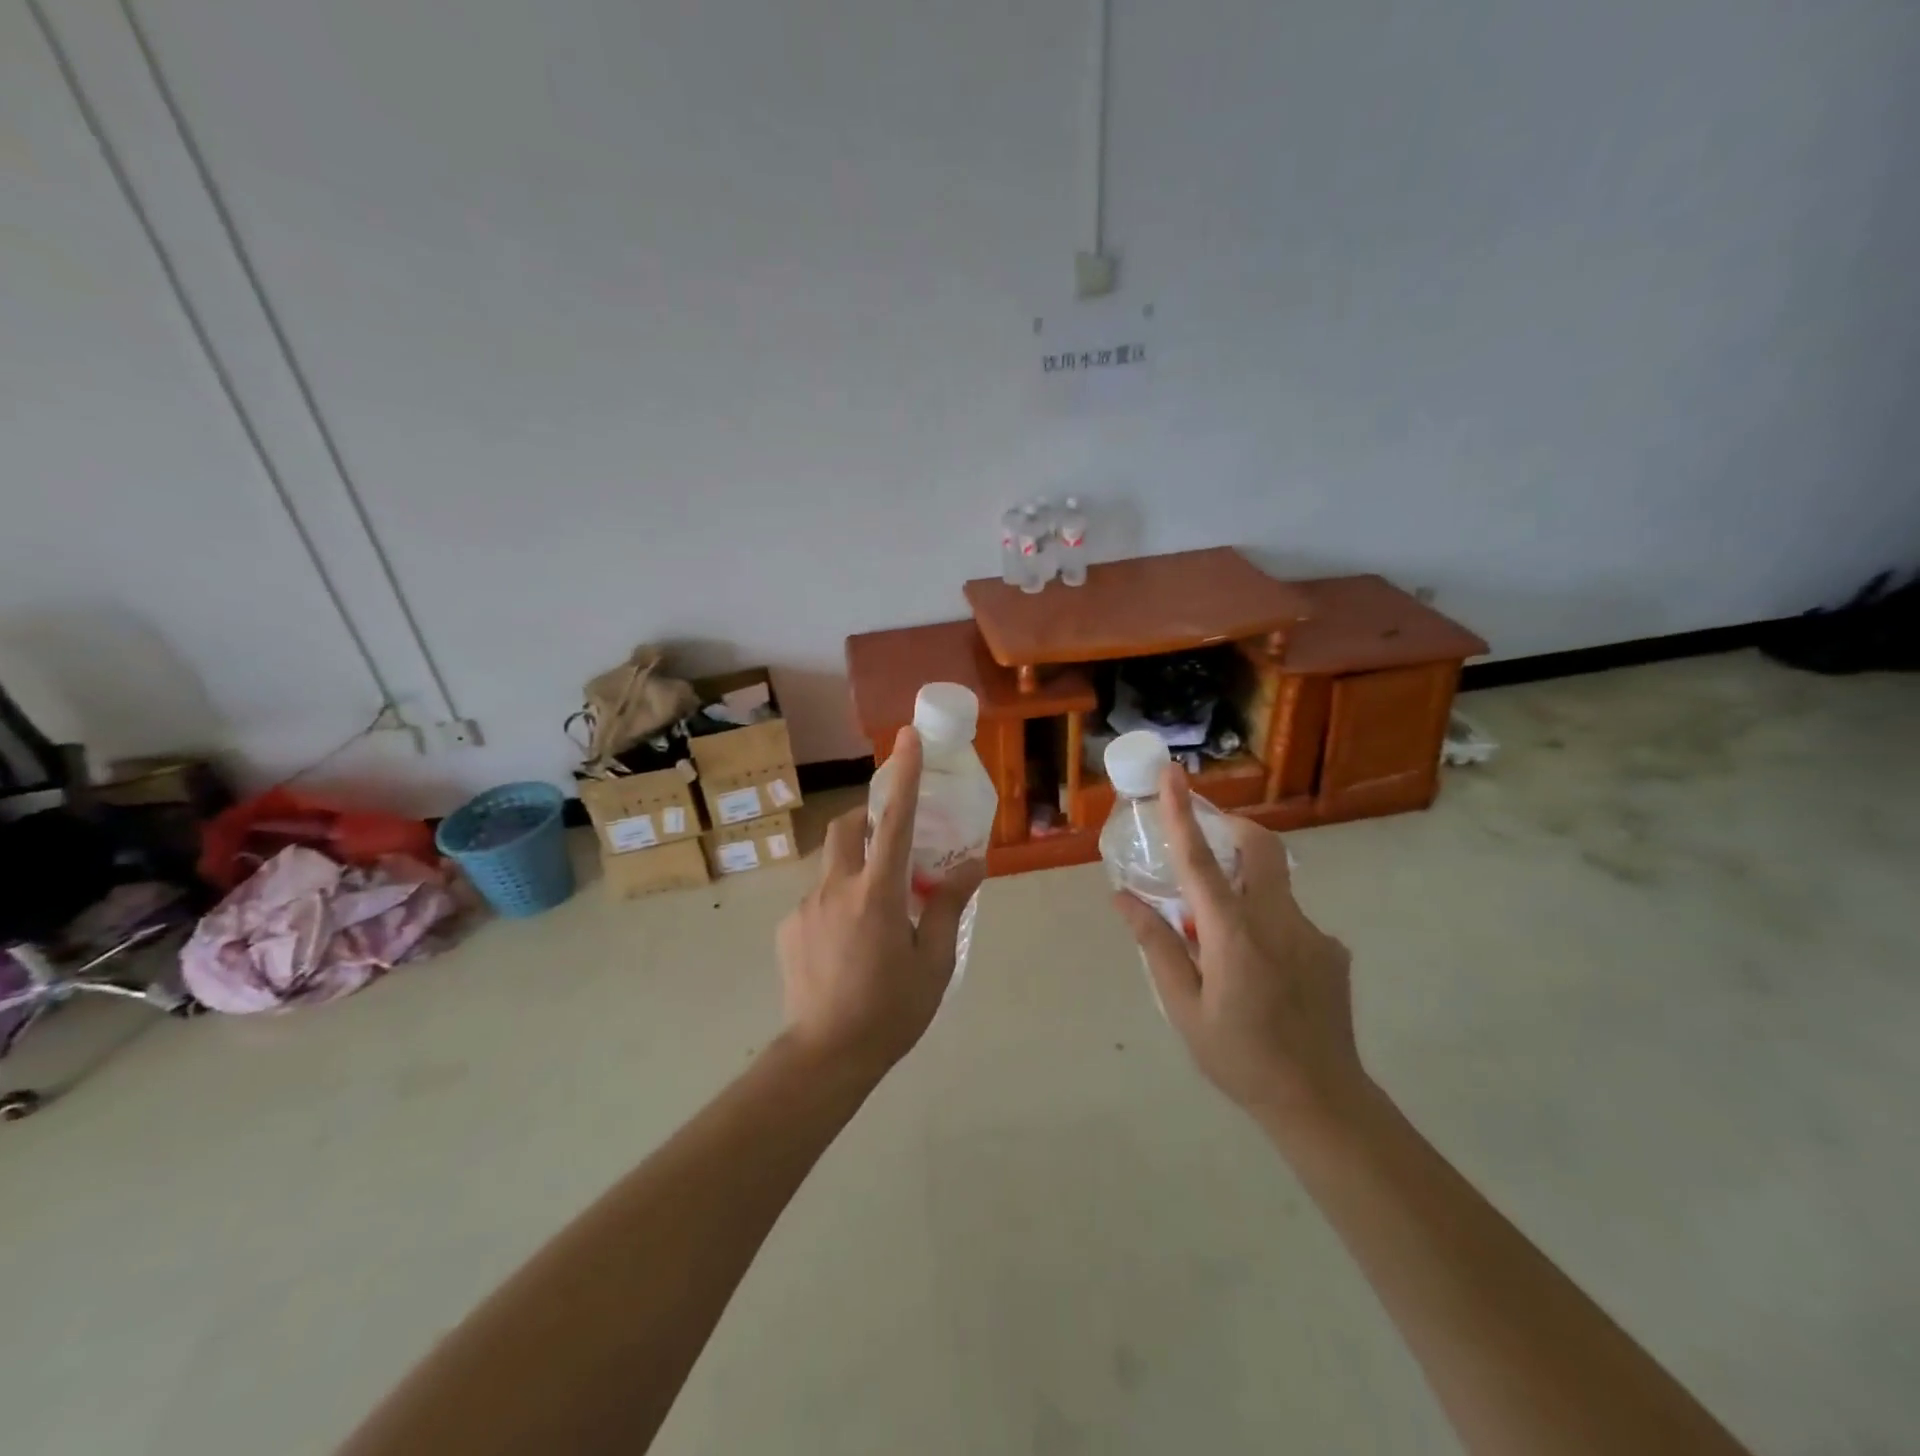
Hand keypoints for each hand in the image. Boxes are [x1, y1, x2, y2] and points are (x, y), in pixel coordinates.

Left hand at [776, 728, 985, 1080]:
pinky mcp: (788, 929)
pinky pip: (816, 899)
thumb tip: (971, 865)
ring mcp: (805, 907)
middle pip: (846, 827)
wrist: (824, 1057)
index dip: (903, 775)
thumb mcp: (934, 961)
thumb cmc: (890, 1010)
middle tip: (892, 841)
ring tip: (874, 912)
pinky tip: (848, 946)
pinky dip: (837, 903)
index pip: (893, 820)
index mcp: (877, 892)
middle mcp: (835, 888)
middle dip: (867, 816)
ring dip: (855, 868)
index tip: (907, 738)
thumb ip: (948, 905)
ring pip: (831, 865)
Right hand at [1112, 766, 1362, 1128]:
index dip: (1184, 814)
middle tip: (1206, 842)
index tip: (1174, 774)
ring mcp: (1313, 933)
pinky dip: (1266, 927)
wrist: (1322, 1103)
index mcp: (1234, 934)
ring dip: (1244, 893)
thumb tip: (1123, 898)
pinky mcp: (1332, 950)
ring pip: (1273, 888)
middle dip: (1232, 828)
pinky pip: (1290, 920)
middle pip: (1260, 847)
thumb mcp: (1183, 1007)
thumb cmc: (1240, 1057)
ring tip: (1225, 948)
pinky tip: (1261, 976)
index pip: (1202, 861)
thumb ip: (1156, 945)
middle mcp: (1278, 921)